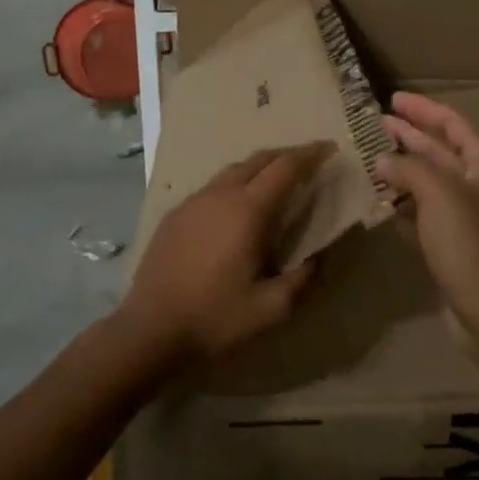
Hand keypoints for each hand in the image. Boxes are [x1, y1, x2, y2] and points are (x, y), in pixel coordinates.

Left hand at [119, 143, 333, 364]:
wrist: (149, 330)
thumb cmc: (214, 318)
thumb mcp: (270, 308)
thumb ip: (301, 279)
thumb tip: (319, 259)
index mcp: (247, 210)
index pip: (285, 168)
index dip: (310, 154)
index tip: (329, 148)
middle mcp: (219, 195)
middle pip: (258, 160)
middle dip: (286, 155)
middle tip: (308, 161)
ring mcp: (192, 202)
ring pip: (232, 171)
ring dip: (258, 168)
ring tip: (275, 182)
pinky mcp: (174, 216)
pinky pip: (212, 188)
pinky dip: (234, 185)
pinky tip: (235, 208)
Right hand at [377, 92, 478, 327]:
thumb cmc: (472, 243)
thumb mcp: (440, 194)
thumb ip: (409, 169)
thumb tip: (383, 160)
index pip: (452, 123)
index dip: (423, 109)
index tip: (392, 98)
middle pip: (441, 150)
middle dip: (410, 136)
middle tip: (375, 125)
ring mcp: (469, 217)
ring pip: (431, 183)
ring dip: (403, 171)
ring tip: (369, 160)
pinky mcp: (455, 246)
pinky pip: (425, 216)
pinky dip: (405, 206)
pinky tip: (382, 203)